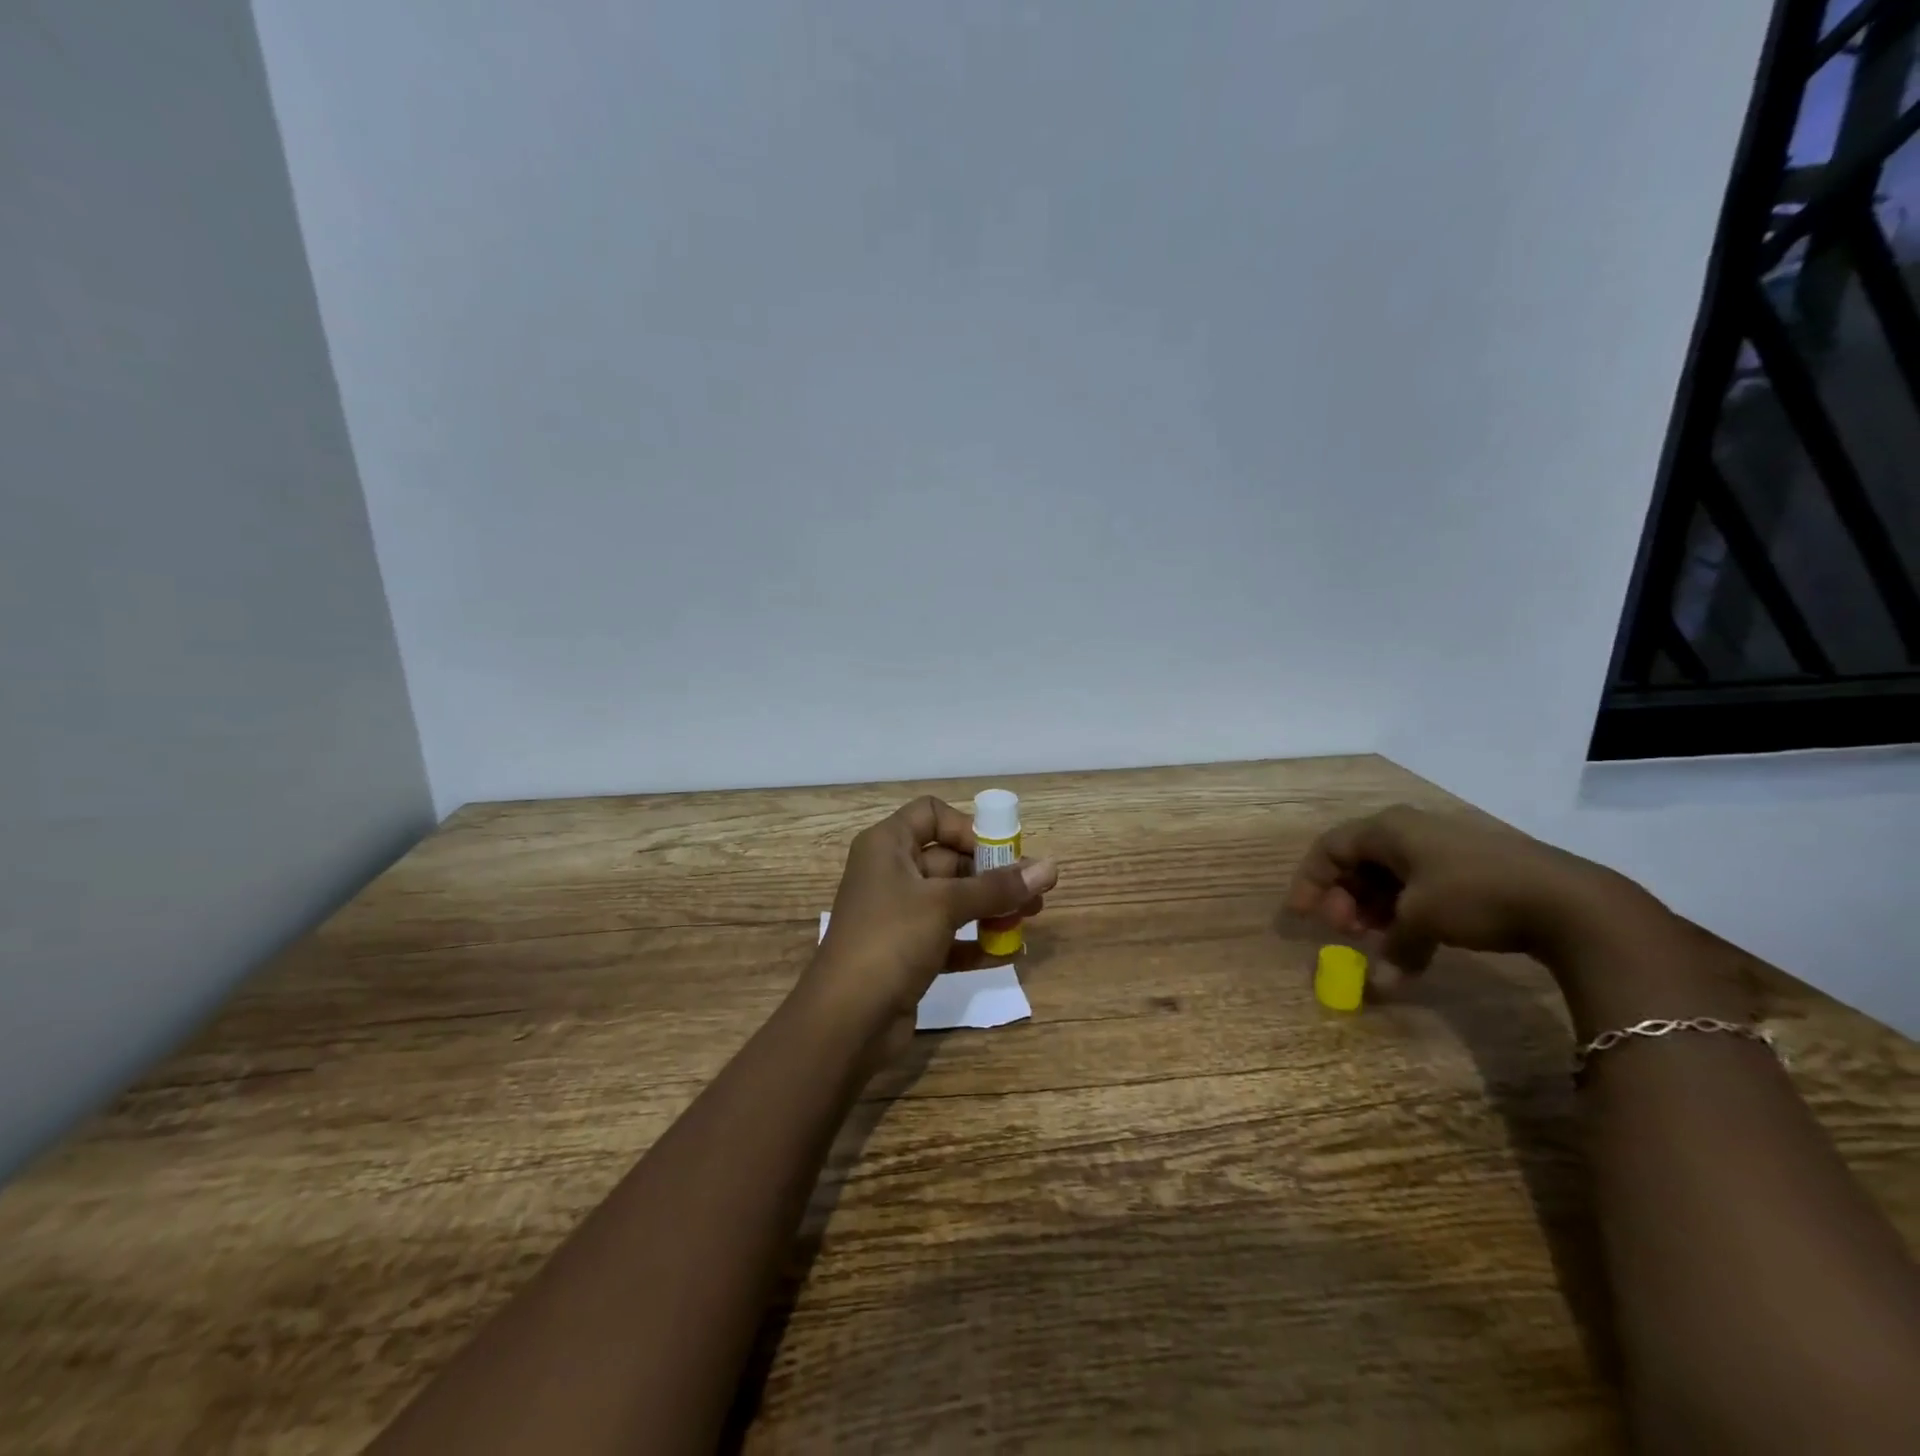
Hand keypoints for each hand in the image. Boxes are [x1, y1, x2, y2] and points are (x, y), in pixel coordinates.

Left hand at [806, 796, 1057, 1060]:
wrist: (845, 1021)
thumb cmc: (890, 941)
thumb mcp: (945, 905)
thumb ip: (998, 887)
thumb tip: (1051, 867)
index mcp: (887, 846)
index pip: (931, 814)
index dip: (967, 827)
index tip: (999, 853)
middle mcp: (891, 873)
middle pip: (949, 858)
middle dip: (992, 874)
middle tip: (1033, 892)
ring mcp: (898, 915)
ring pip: (953, 900)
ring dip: (991, 907)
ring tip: (1030, 919)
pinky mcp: (907, 953)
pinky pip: (949, 937)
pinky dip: (976, 942)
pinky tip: (1008, 954)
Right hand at [1286, 804, 1643, 974]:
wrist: (1572, 902)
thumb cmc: (1476, 895)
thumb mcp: (1421, 920)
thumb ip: (1392, 947)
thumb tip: (1380, 985)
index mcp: (1389, 829)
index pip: (1330, 848)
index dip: (1310, 882)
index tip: (1302, 917)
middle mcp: (1410, 831)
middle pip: (1358, 862)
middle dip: (1345, 899)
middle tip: (1347, 933)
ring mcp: (1443, 849)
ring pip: (1390, 877)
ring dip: (1376, 910)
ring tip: (1380, 941)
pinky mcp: (1471, 870)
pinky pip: (1420, 887)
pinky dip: (1407, 914)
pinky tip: (1415, 947)